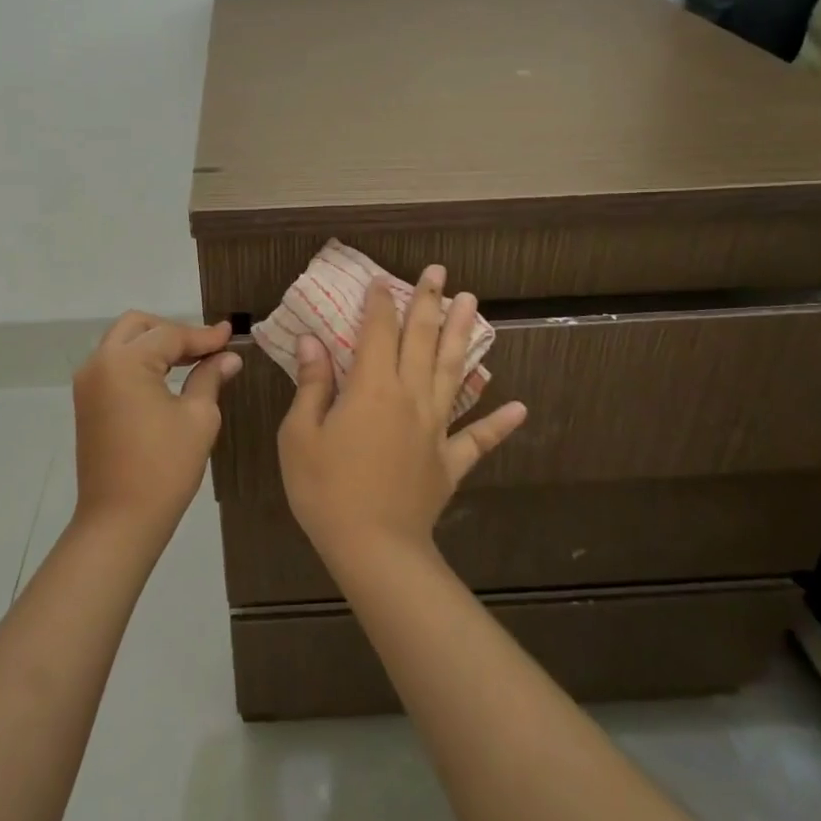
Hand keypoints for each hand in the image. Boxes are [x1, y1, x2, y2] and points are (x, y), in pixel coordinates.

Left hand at [71, 312, 242, 538]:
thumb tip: (229, 357)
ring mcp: (88, 383)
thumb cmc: (164, 467)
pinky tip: (167, 377)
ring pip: (123, 343)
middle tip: (207, 348)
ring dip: (155, 345)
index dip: (204, 336)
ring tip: (192, 360)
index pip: (170, 335)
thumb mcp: (198, 417)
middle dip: (173, 331)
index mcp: (124, 362)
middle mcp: (99, 363)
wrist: (120, 521)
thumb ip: (210, 377)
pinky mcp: (87, 403)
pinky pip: (114, 365)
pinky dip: (140, 362)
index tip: (231, 334)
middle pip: (138, 326)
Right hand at [277, 265, 526, 566]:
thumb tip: (312, 342)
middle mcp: (410, 397)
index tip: (382, 280)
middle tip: (440, 272)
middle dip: (429, 302)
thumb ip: (312, 386)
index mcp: (372, 388)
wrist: (373, 548)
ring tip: (472, 304)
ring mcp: (436, 427)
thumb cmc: (326, 490)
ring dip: (462, 335)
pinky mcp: (450, 460)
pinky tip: (520, 407)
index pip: (377, 332)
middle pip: (422, 340)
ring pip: (454, 371)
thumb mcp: (301, 435)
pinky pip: (478, 438)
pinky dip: (499, 423)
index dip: (379, 303)